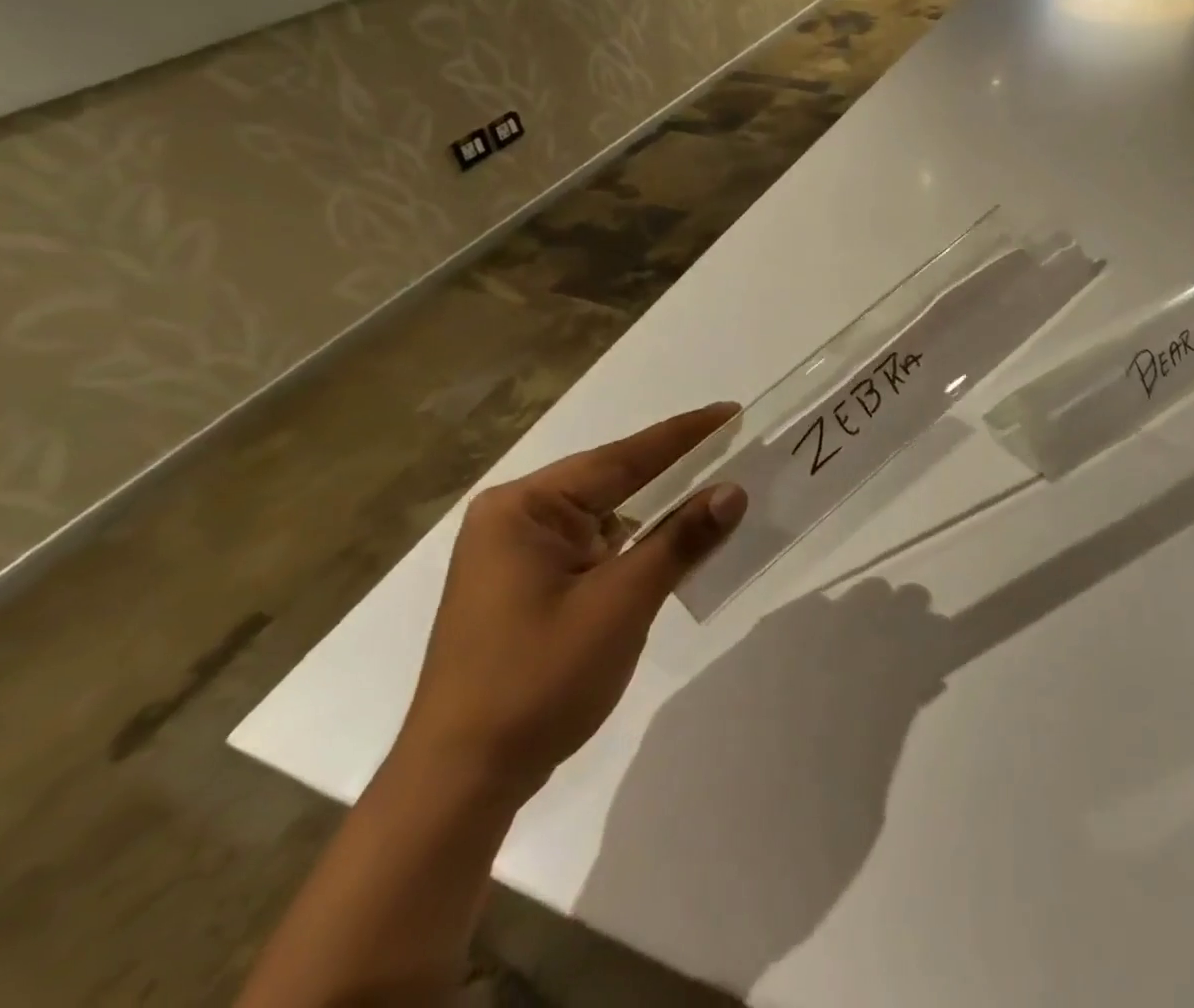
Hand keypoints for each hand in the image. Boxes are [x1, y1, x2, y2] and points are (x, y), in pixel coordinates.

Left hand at [395, 403, 747, 805]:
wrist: (461, 782)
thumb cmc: (538, 679)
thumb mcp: (621, 603)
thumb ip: (680, 540)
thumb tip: (732, 492)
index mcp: (524, 508)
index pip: (620, 458)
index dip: (683, 435)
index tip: (730, 411)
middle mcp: (515, 519)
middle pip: (611, 482)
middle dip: (673, 469)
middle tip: (732, 445)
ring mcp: (517, 555)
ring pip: (605, 516)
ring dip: (657, 510)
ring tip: (715, 488)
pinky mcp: (526, 587)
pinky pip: (595, 547)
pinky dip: (636, 544)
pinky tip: (673, 542)